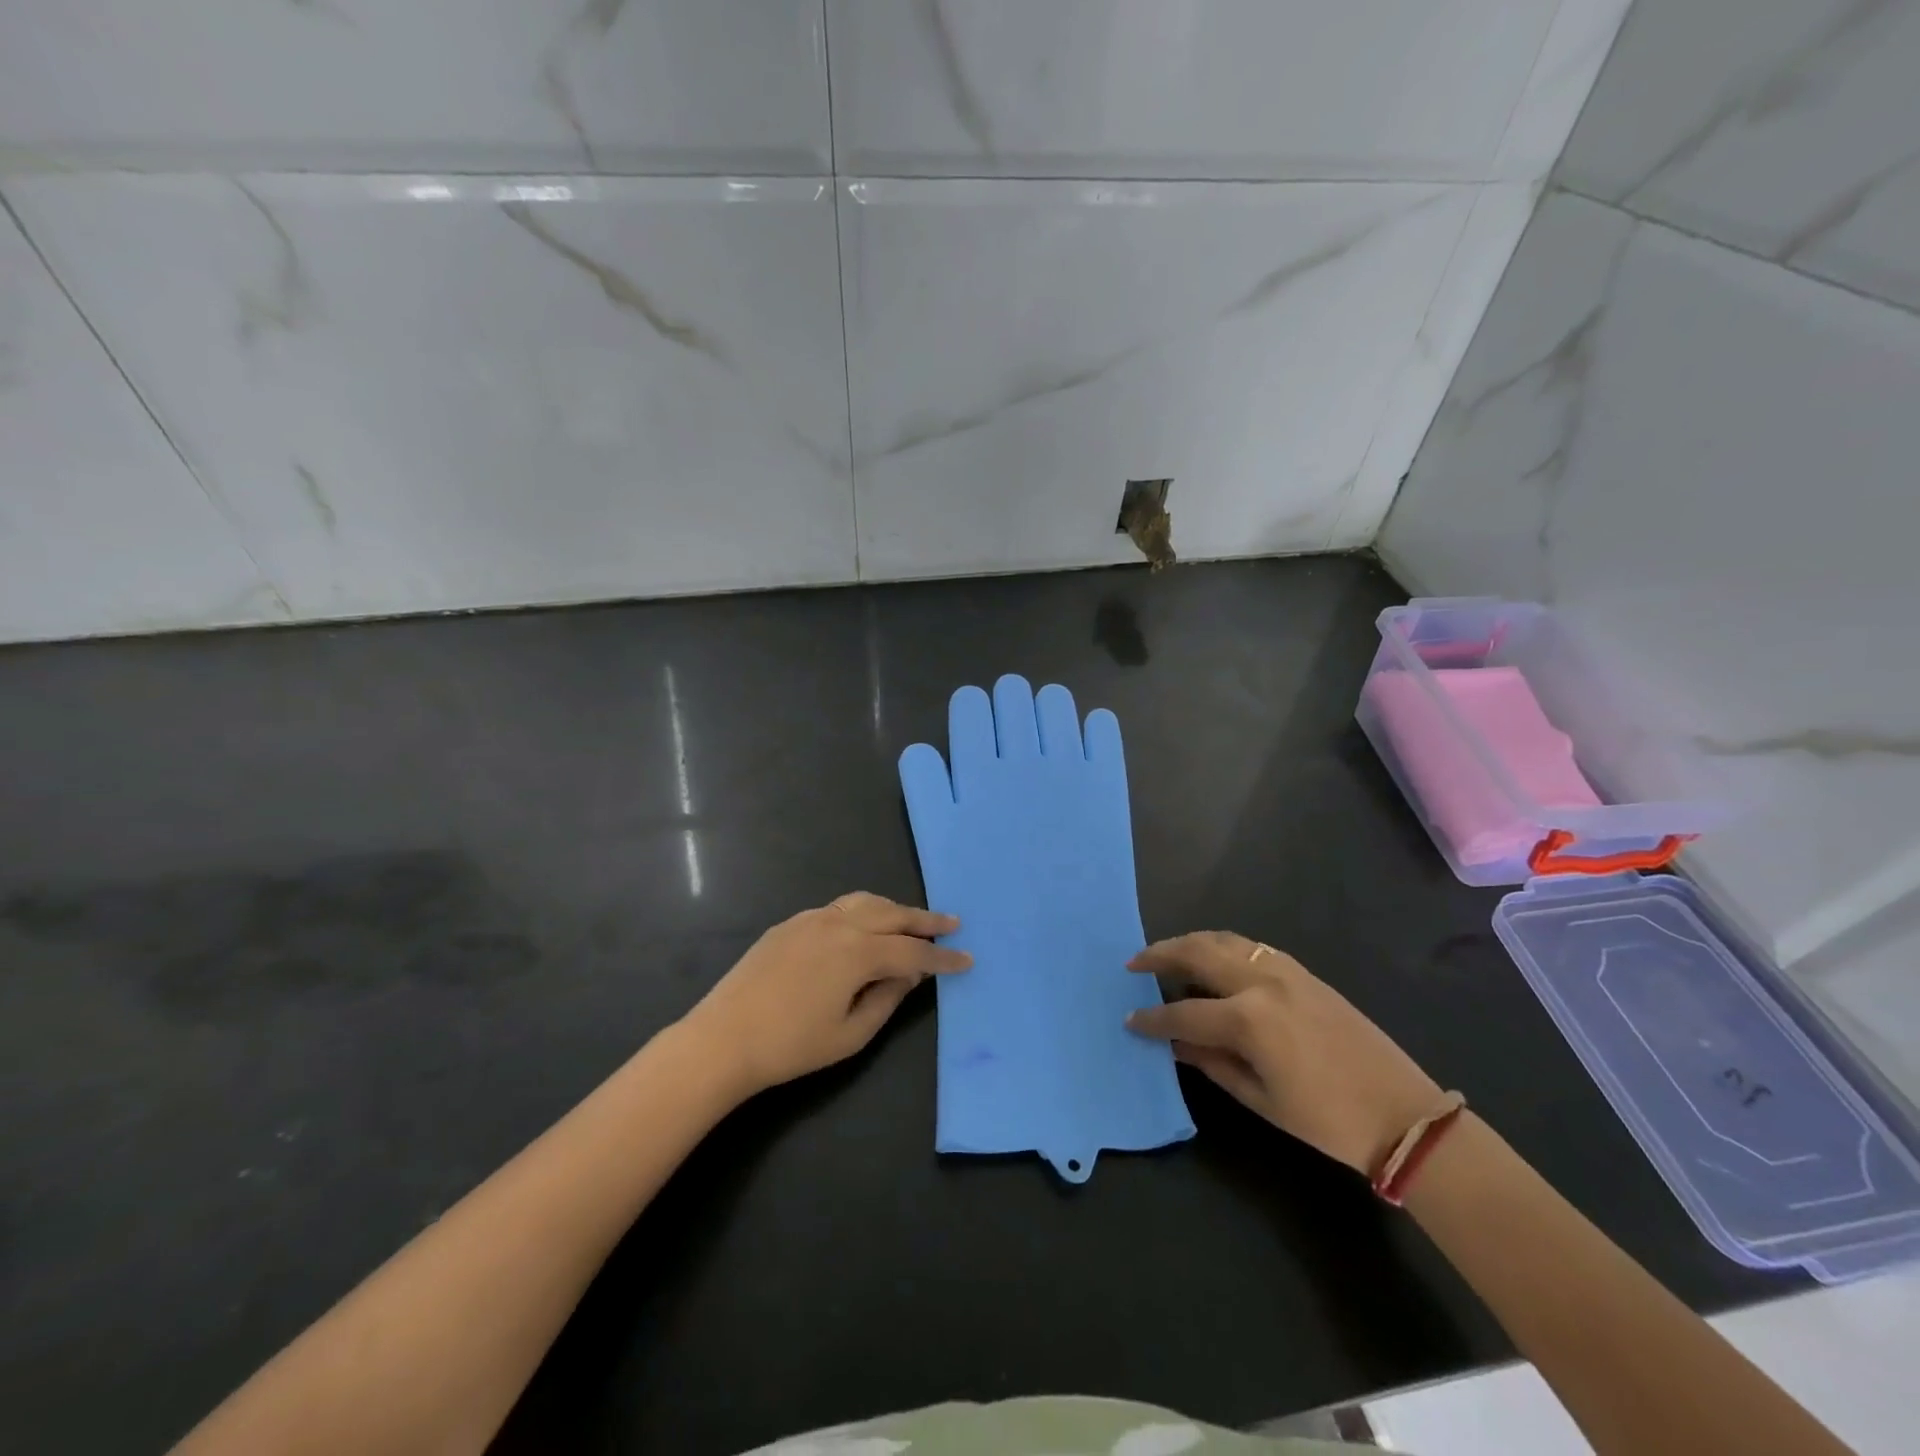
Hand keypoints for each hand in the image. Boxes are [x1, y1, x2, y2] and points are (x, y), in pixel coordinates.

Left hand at [683, 892, 970, 1096]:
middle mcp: (839, 924)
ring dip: (893, 909)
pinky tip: (864, 928)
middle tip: (951, 923)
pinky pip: (837, 909)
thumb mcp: (851, 1034)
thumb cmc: (791, 1046)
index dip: (942, 958)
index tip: (967, 959)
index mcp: (858, 952)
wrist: (722, 1039)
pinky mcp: (791, 924)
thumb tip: (909, 974)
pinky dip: (862, 912)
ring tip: (911, 920)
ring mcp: (812, 919)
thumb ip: (887, 998)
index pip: (913, 951)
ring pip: (865, 903)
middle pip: (893, 914)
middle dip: (925, 920)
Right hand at [1125, 932, 1443, 1174]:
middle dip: (1160, 955)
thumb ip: (1211, 1063)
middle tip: (1134, 963)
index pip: (1183, 1013)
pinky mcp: (1304, 972)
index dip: (1152, 1019)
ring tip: (1168, 955)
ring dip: (1190, 943)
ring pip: (1224, 940)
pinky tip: (1215, 960)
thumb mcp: (1260, 1099)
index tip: (1129, 1019)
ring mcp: (1285, 971)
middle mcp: (1261, 983)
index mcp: (1248, 1020)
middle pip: (1197, 953)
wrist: (1403, 1115)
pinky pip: (1252, 947)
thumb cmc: (1327, 1120)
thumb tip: (1174, 1044)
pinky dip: (1223, 947)